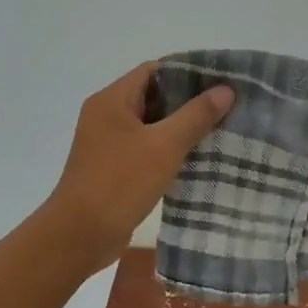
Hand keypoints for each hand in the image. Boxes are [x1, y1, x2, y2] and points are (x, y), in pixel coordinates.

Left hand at [45, 62, 234, 271]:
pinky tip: (198, 157)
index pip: (153, 70)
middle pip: (154, 96)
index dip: (187, 72)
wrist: (79, 237)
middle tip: (227, 105)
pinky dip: (170, 149)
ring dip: (182, 127)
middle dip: (190, 101)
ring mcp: (109, 143)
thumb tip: (226, 90)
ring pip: (153, 125)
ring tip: (220, 129)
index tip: (221, 79)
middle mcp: (107, 116)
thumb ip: (196, 116)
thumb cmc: (119, 183)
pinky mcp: (115, 168)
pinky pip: (148, 148)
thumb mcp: (164, 146)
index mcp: (112, 101)